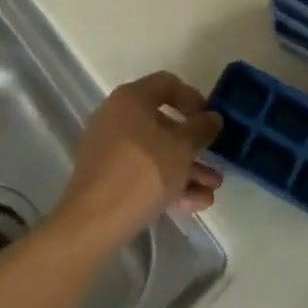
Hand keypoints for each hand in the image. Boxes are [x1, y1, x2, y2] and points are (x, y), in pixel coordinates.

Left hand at [54, 72, 223, 248]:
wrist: (93, 223)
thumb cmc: (143, 171)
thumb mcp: (182, 147)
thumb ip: (202, 128)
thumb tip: (212, 117)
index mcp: (131, 99)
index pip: (167, 84)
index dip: (193, 98)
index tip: (210, 119)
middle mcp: (116, 118)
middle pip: (162, 123)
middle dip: (193, 144)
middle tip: (215, 158)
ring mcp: (109, 150)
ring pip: (155, 153)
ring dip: (186, 168)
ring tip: (212, 189)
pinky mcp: (106, 179)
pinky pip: (143, 173)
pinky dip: (168, 183)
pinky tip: (195, 203)